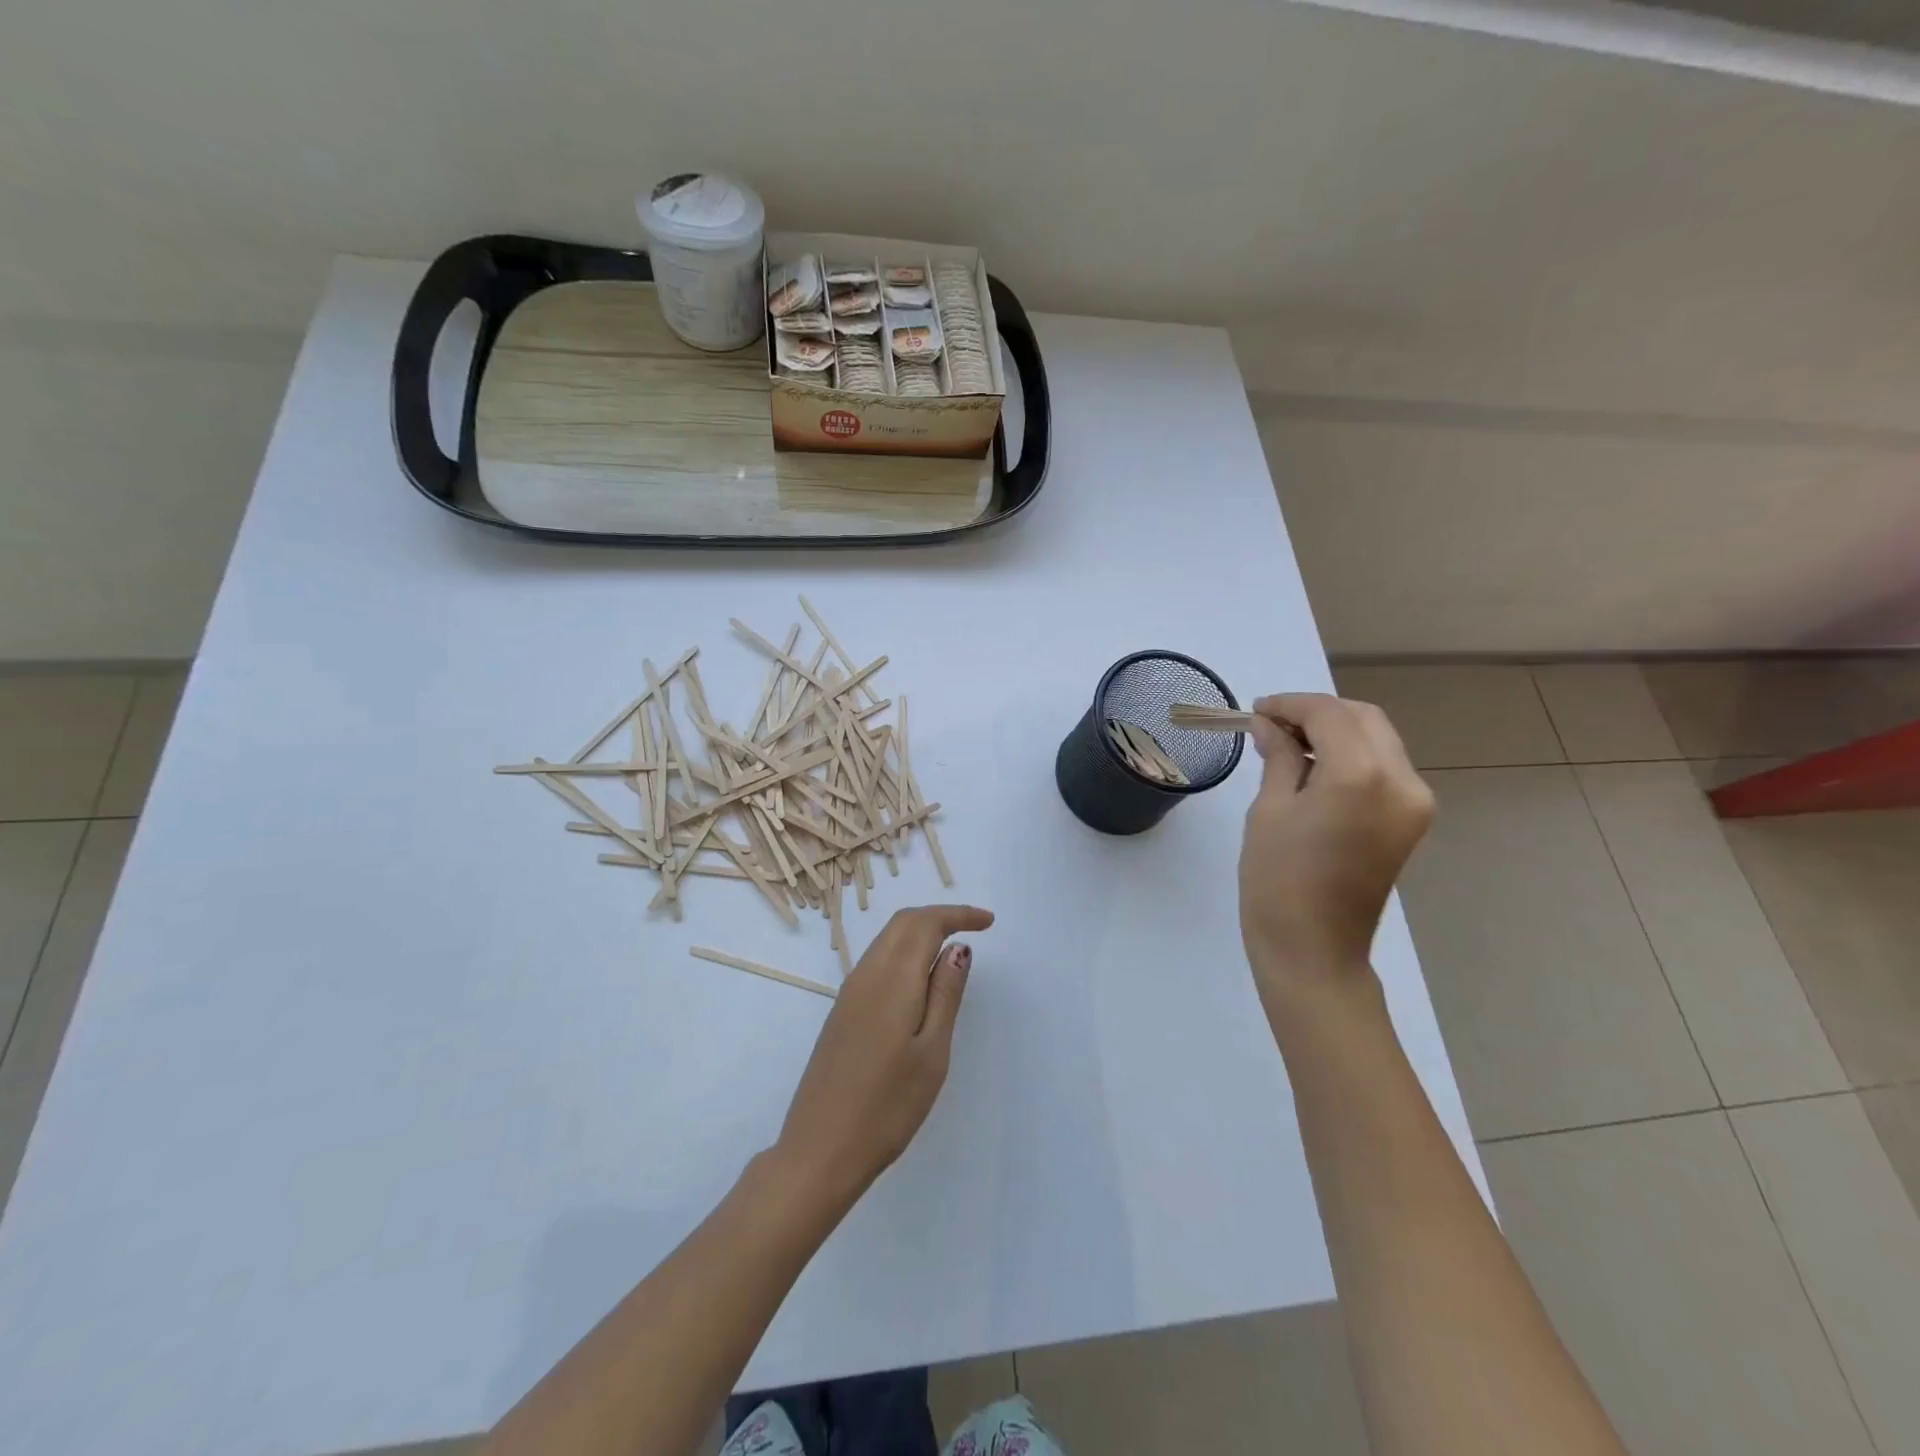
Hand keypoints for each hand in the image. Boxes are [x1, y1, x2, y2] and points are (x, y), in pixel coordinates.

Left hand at [774, 903, 994, 1206]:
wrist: (820, 1150)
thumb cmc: (887, 1106)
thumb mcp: (932, 1051)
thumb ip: (945, 994)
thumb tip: (958, 947)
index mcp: (891, 979)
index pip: (924, 923)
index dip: (958, 914)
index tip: (988, 922)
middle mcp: (866, 975)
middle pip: (902, 924)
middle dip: (939, 916)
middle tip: (975, 927)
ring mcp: (849, 994)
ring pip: (887, 941)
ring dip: (920, 933)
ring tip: (952, 950)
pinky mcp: (842, 1013)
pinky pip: (877, 963)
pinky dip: (904, 954)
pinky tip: (920, 980)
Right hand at [1238, 693, 1433, 990]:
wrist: (1314, 950)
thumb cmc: (1277, 880)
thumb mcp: (1269, 810)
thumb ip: (1280, 757)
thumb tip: (1270, 725)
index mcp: (1361, 775)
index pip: (1329, 714)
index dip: (1290, 705)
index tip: (1256, 711)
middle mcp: (1401, 780)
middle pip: (1363, 718)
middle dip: (1317, 712)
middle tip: (1272, 724)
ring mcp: (1415, 802)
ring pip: (1378, 739)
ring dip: (1336, 731)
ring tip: (1290, 745)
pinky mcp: (1412, 820)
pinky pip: (1384, 767)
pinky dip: (1352, 755)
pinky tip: (1316, 768)